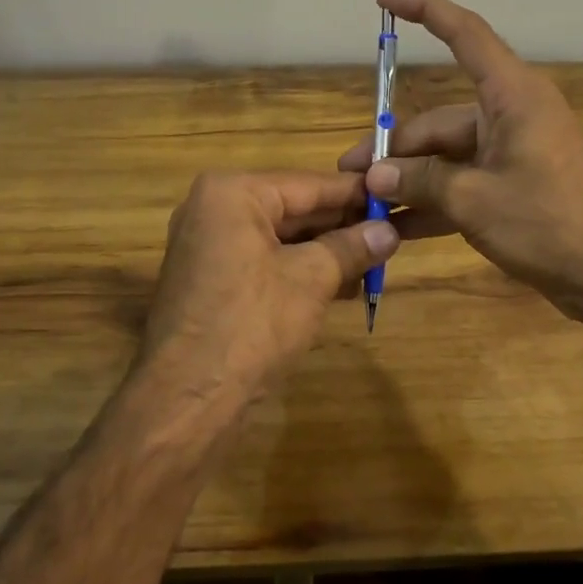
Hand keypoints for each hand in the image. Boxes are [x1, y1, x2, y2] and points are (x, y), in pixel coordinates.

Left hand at [142, 171, 398, 407]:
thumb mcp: (312, 279)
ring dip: (325, 251)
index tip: (394, 198)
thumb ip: (351, 247)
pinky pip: (263, 261)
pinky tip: (341, 284)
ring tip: (375, 261)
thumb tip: (389, 231)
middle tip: (391, 233)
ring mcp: (207, 245)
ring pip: (280, 238)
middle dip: (341, 225)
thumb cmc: (251, 324)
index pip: (308, 184)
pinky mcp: (210, 279)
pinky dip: (299, 270)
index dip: (355, 194)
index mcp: (232, 193)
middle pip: (293, 208)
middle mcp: (213, 209)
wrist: (188, 399)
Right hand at [338, 0, 582, 329]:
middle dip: (394, 148)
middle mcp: (511, 115)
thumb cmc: (553, 222)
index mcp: (511, 96)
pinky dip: (434, 202)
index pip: (464, 34)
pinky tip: (398, 229)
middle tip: (350, 178)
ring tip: (365, 206)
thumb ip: (421, 181)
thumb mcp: (475, 200)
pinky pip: (464, 185)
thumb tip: (375, 174)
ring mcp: (514, 153)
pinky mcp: (516, 188)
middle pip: (439, 120)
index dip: (424, 9)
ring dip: (410, 180)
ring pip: (447, 157)